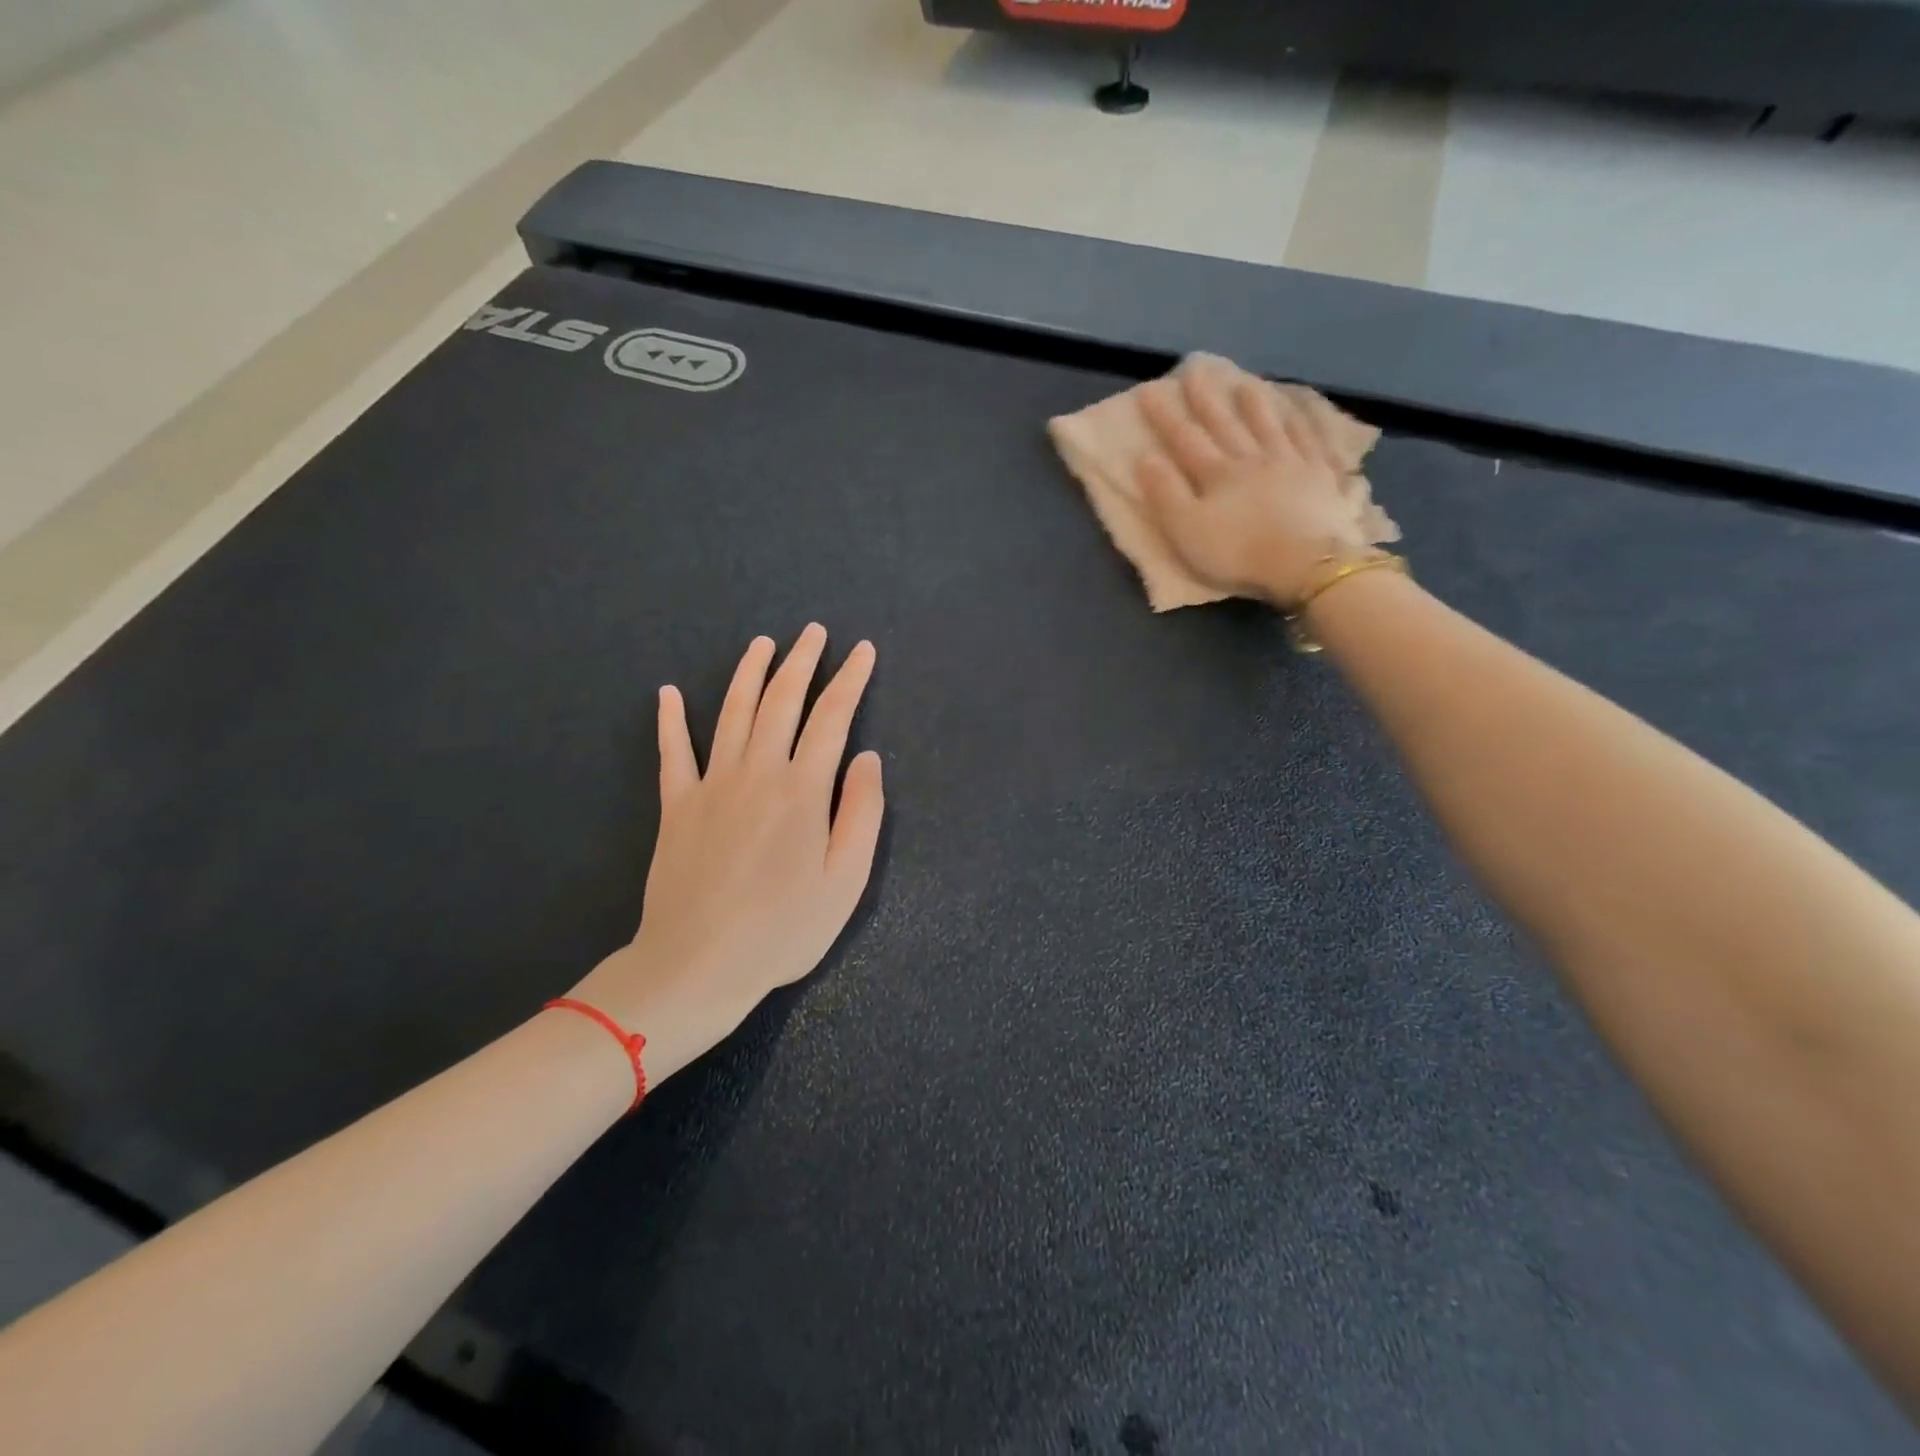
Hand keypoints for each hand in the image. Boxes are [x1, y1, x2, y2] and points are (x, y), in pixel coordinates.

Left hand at [570, 625, 883, 1083]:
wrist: (698, 964)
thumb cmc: (784, 929)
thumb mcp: (846, 880)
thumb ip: (862, 813)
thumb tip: (867, 758)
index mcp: (803, 789)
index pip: (832, 718)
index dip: (850, 680)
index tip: (863, 651)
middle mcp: (757, 772)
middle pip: (781, 702)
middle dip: (802, 662)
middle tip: (814, 632)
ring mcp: (712, 784)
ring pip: (732, 713)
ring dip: (749, 674)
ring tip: (763, 644)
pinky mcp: (677, 805)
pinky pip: (673, 752)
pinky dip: (670, 720)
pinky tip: (667, 693)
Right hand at [1136, 365, 1374, 604]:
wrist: (1306, 563)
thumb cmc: (1238, 552)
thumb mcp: (1186, 530)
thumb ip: (1165, 494)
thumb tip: (1145, 457)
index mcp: (1217, 474)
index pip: (1185, 439)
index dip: (1165, 415)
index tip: (1149, 390)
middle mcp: (1252, 458)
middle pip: (1226, 423)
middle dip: (1206, 398)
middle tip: (1195, 371)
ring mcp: (1291, 463)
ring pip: (1268, 425)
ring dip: (1254, 404)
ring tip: (1244, 383)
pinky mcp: (1322, 476)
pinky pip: (1310, 440)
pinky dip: (1302, 422)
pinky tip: (1299, 411)